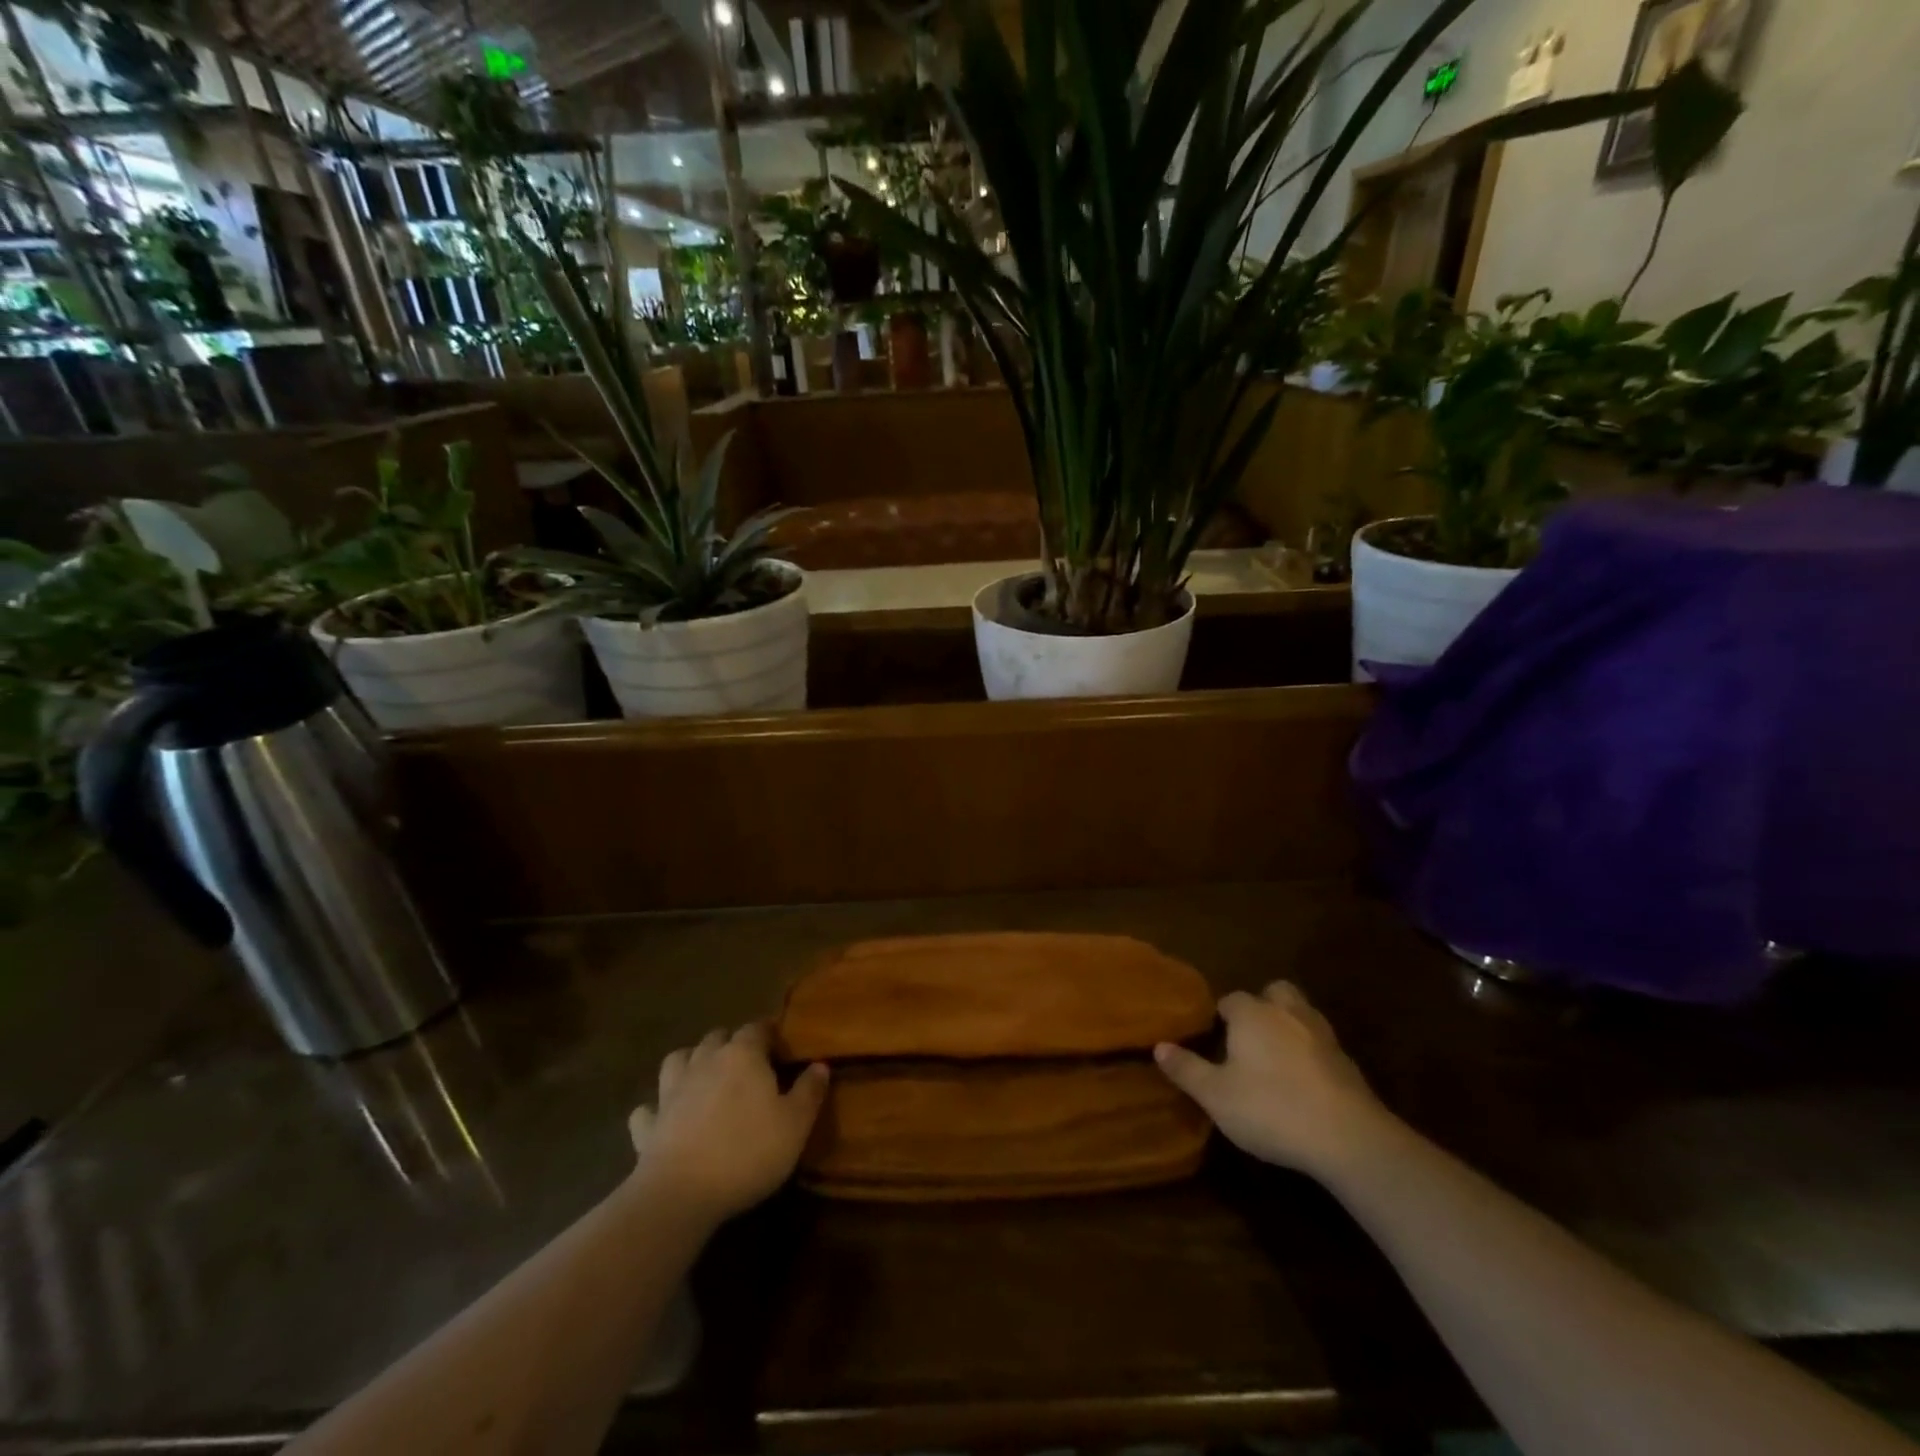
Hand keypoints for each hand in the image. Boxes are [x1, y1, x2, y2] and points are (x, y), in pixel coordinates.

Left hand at [627, 1024, 828, 1222]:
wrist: (680, 1195)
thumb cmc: (747, 1153)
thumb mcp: (795, 1125)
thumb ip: (809, 1091)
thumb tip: (820, 1065)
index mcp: (742, 1055)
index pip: (757, 1028)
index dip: (770, 1034)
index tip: (781, 1048)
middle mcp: (705, 1061)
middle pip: (717, 1037)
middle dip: (731, 1044)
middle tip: (747, 1065)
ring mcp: (671, 1091)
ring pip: (678, 1059)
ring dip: (691, 1062)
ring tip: (704, 1077)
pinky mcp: (648, 1124)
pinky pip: (648, 1107)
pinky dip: (656, 1108)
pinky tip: (663, 1117)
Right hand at [1155, 981, 1395, 1178]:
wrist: (1348, 1138)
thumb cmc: (1271, 1108)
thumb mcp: (1216, 1096)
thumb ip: (1186, 1069)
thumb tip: (1159, 1046)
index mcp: (1252, 1014)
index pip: (1230, 1000)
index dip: (1220, 1017)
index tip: (1212, 1038)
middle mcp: (1287, 1013)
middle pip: (1274, 992)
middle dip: (1262, 1006)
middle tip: (1249, 1037)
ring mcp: (1322, 1035)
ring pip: (1302, 1014)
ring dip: (1289, 1026)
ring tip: (1276, 1056)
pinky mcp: (1347, 1063)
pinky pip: (1322, 1044)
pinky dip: (1311, 1054)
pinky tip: (1304, 1081)